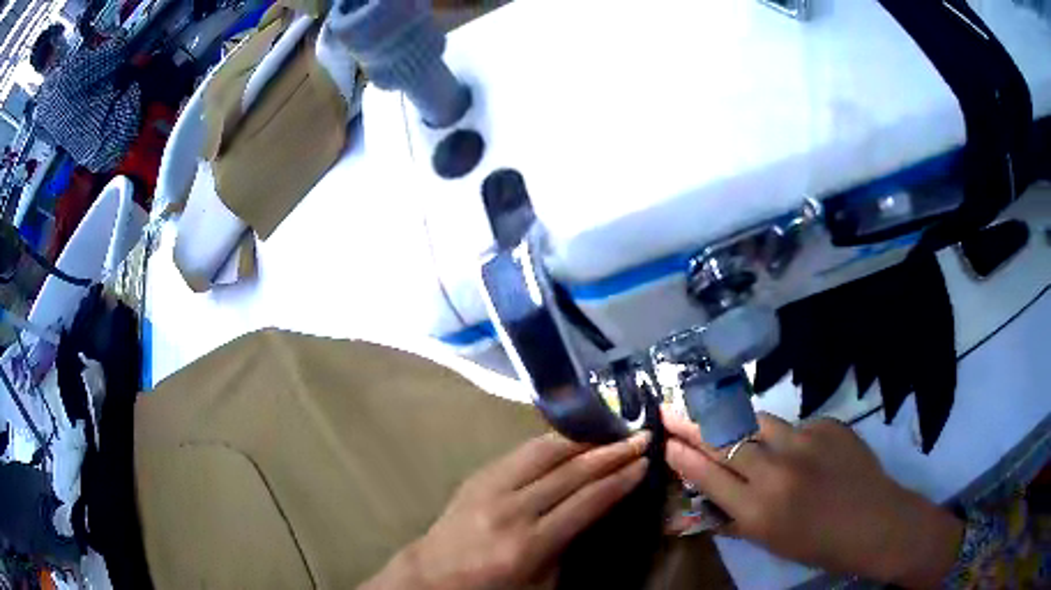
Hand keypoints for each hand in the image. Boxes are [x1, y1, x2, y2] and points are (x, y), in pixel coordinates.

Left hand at [364, 431, 650, 589]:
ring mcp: (490, 488)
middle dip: (610, 453)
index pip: (586, 502)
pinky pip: (520, 452)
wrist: (432, 575)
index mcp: (529, 544)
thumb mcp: (541, 583)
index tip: (644, 463)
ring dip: (583, 441)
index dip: (619, 480)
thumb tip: (596, 509)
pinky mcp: (477, 476)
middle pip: (570, 472)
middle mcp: (511, 510)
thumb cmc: (492, 587)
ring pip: (545, 452)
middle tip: (639, 438)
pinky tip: (570, 440)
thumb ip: (570, 547)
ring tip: (610, 433)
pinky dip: (551, 442)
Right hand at [664, 410, 962, 587]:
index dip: (684, 456)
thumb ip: (735, 518)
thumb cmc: (819, 545)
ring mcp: (805, 441)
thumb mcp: (770, 542)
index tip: (665, 441)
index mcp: (758, 511)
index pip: (709, 475)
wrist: (876, 522)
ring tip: (718, 413)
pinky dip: (785, 436)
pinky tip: (798, 452)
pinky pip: (794, 425)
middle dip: (692, 422)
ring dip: (735, 419)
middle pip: (724, 438)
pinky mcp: (827, 425)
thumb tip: (705, 500)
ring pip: (756, 420)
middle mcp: (776, 471)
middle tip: (669, 408)